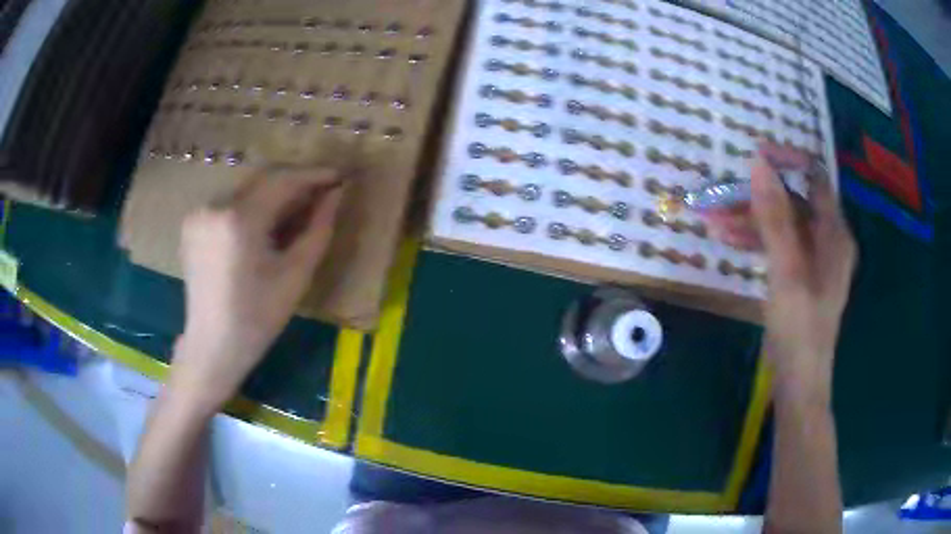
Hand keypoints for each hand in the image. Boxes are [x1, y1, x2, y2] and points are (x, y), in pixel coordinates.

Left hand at [169, 168, 343, 412]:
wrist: (212, 345)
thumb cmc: (258, 317)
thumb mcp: (296, 275)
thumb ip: (319, 228)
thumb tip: (337, 194)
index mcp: (239, 220)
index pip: (282, 181)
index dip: (313, 175)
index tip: (338, 177)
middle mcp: (214, 206)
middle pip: (262, 179)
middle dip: (293, 183)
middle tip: (321, 194)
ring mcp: (199, 213)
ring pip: (246, 190)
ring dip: (272, 194)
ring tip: (295, 210)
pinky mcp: (192, 223)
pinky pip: (229, 203)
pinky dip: (251, 206)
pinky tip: (264, 224)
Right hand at [705, 143, 856, 404]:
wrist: (798, 381)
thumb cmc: (799, 327)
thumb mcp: (787, 270)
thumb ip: (775, 216)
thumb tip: (759, 163)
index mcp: (834, 233)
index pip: (814, 178)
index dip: (787, 161)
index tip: (754, 158)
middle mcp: (827, 239)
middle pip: (793, 203)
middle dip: (757, 199)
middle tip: (720, 199)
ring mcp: (813, 258)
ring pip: (781, 225)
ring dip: (750, 220)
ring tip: (714, 223)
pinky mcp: (800, 275)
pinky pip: (778, 245)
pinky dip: (756, 240)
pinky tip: (729, 241)